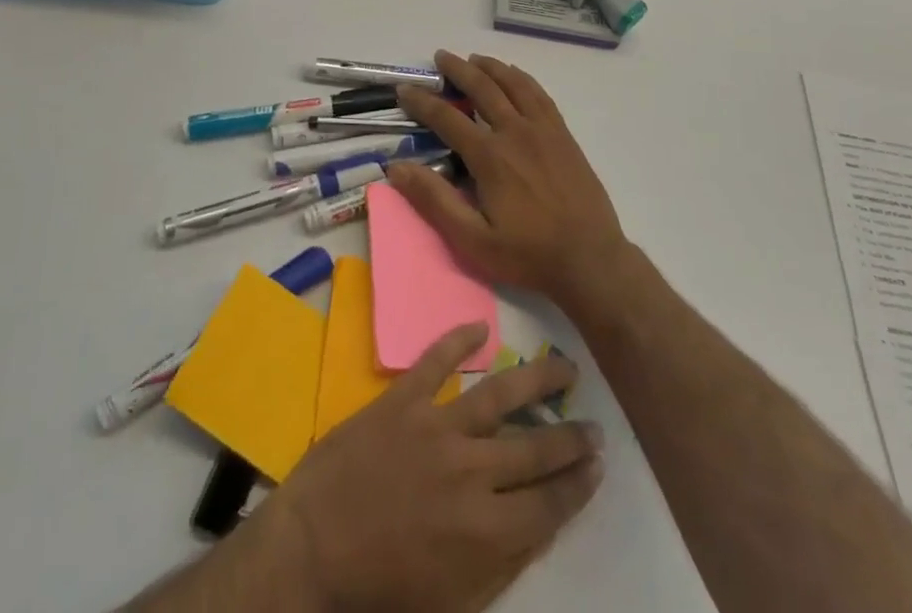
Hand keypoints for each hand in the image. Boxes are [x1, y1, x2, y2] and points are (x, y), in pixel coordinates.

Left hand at [256, 323, 603, 612]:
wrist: (313, 545)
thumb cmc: (381, 585)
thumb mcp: (452, 599)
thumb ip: (498, 564)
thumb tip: (535, 526)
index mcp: (484, 530)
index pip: (547, 504)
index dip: (577, 485)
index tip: (598, 466)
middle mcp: (470, 471)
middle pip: (534, 450)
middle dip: (570, 438)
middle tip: (596, 424)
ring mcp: (436, 427)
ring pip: (498, 395)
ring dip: (536, 380)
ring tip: (565, 366)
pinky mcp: (403, 400)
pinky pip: (435, 360)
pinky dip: (457, 339)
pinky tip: (480, 326)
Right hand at [388, 50, 627, 311]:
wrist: (591, 260)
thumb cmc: (527, 254)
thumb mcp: (473, 239)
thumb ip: (435, 200)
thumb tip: (396, 167)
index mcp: (490, 156)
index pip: (448, 117)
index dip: (423, 101)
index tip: (404, 89)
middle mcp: (516, 132)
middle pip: (483, 88)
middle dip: (458, 70)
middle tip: (440, 56)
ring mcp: (543, 130)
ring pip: (514, 84)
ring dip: (491, 67)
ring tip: (474, 58)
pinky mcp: (563, 136)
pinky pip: (540, 95)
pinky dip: (522, 78)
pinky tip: (515, 75)